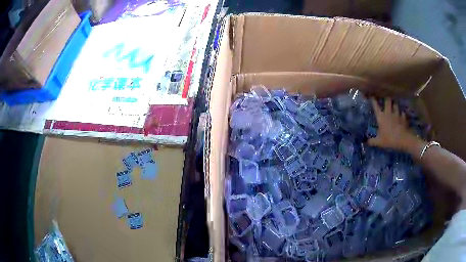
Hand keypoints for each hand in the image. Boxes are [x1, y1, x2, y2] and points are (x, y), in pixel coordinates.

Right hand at [368, 97, 420, 151]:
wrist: (403, 139)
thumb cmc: (389, 139)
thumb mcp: (379, 142)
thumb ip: (372, 141)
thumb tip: (366, 142)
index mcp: (381, 117)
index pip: (375, 105)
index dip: (373, 99)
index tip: (371, 95)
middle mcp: (388, 112)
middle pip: (387, 101)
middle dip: (386, 98)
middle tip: (385, 97)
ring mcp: (397, 114)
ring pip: (395, 105)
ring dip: (394, 104)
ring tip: (394, 104)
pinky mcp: (403, 118)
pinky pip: (402, 113)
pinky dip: (402, 113)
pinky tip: (402, 115)